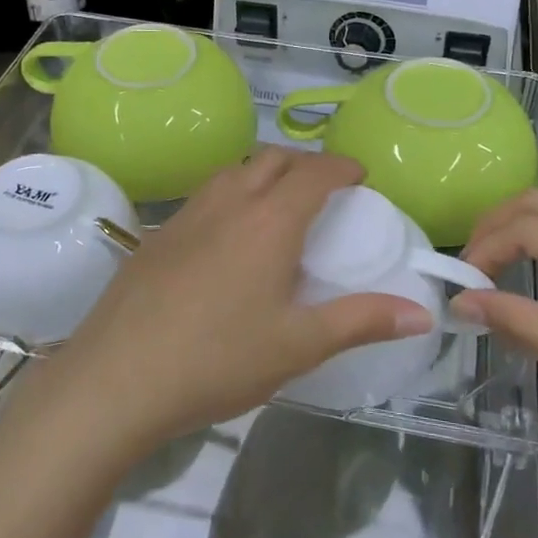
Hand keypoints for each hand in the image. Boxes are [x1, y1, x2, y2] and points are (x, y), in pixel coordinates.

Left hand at [44, 149, 434, 451]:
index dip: (342, 167)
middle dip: (305, 163)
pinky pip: (205, 195)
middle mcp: (229, 202)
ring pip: (233, 171)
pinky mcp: (157, 235)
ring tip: (278, 206)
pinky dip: (231, 194)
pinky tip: (227, 238)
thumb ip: (362, 321)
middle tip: (324, 190)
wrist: (116, 379)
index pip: (315, 172)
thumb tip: (422, 313)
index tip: (360, 175)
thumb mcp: (299, 345)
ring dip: (263, 173)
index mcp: (270, 221)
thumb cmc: (218, 360)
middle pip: (273, 158)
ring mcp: (186, 214)